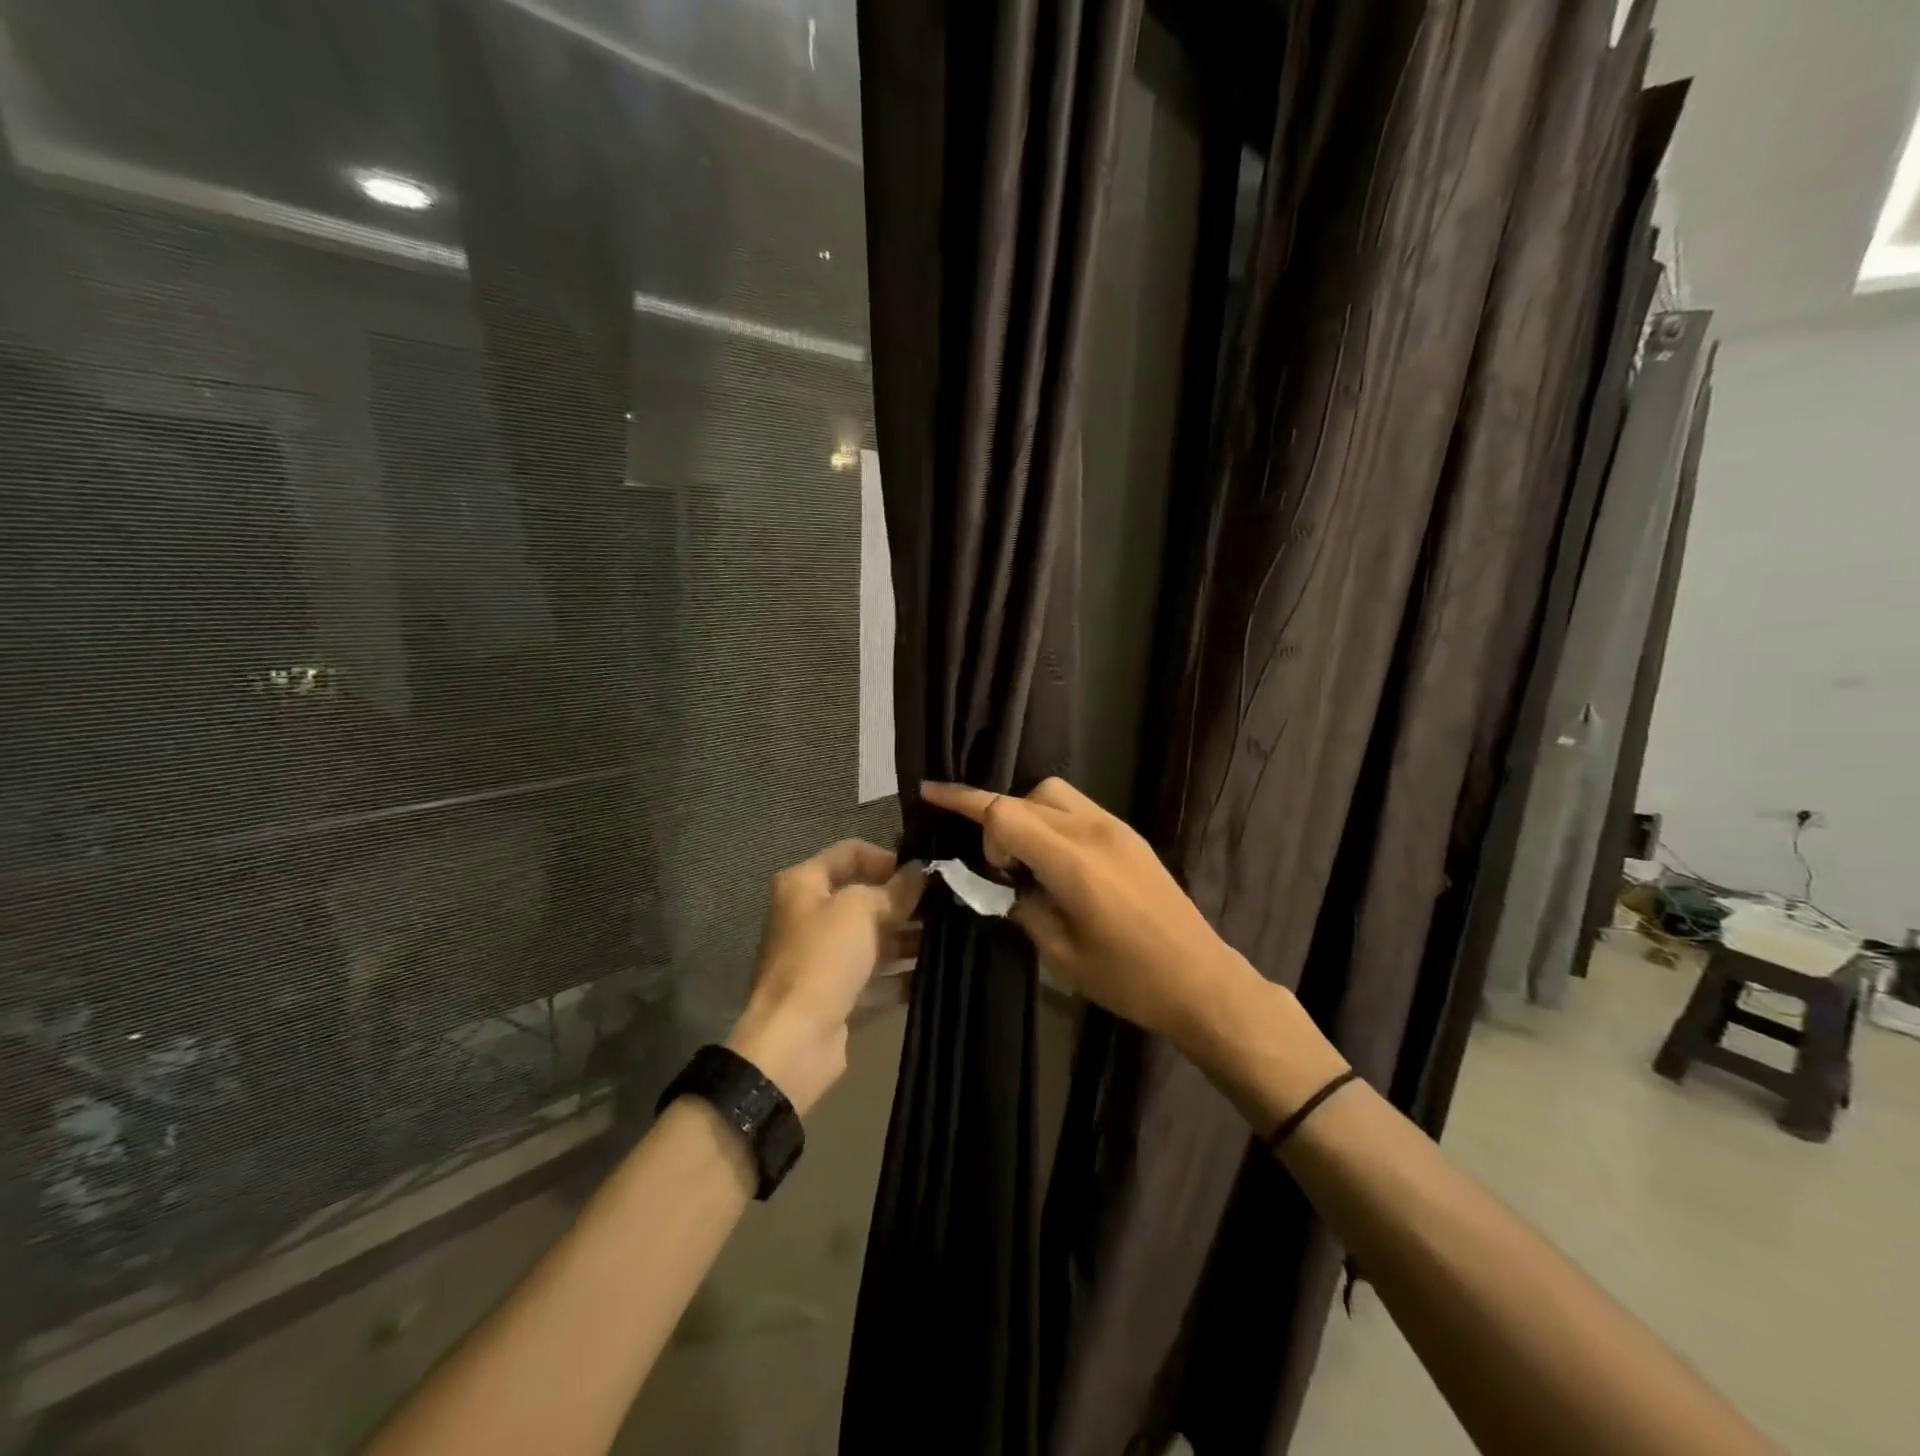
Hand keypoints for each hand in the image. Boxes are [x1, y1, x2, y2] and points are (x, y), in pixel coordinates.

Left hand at [728, 839, 923, 1115]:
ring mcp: (822, 957)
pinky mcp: (837, 994)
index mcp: (804, 884)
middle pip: (864, 897)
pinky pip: (875, 976)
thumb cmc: (823, 958)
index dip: (888, 857)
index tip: (925, 870)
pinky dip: (900, 975)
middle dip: (904, 901)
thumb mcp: (862, 910)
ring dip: (908, 938)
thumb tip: (922, 870)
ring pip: (873, 938)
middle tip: (947, 903)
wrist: (795, 1040)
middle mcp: (810, 915)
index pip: (851, 853)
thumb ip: (896, 889)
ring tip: (950, 937)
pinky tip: (935, 972)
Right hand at [920, 779, 1253, 1047]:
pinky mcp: (1130, 836)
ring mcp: (1116, 828)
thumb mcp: (1060, 952)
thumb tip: (999, 884)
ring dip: (1026, 814)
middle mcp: (1093, 831)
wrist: (1201, 980)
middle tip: (996, 868)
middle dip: (997, 819)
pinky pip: (1077, 810)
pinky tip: (1054, 863)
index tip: (930, 794)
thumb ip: (1021, 906)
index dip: (962, 801)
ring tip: (1024, 861)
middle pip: (1026, 796)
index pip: (1004, 813)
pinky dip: (1052, 822)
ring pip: (1054, 795)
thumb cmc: (1128, 978)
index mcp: (1072, 861)